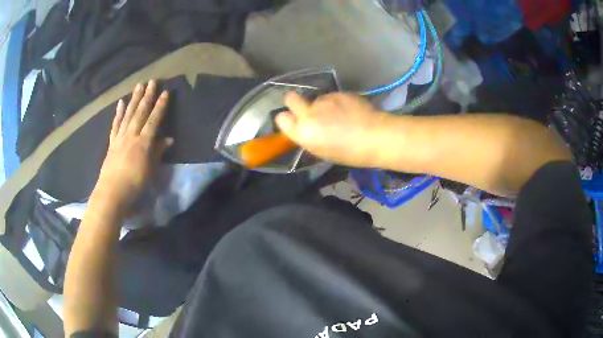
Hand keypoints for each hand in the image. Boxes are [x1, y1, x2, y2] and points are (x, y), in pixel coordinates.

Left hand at [94, 80, 172, 205]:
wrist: (112, 192)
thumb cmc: (134, 184)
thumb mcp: (150, 170)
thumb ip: (158, 152)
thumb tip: (169, 139)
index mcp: (143, 142)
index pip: (153, 120)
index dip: (160, 106)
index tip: (165, 92)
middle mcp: (131, 135)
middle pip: (140, 112)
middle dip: (147, 96)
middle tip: (151, 81)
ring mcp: (120, 138)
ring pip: (128, 114)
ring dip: (134, 99)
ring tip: (138, 86)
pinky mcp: (112, 143)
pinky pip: (115, 125)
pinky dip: (118, 114)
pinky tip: (121, 103)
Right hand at [276, 92, 389, 167]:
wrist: (376, 137)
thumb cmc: (350, 153)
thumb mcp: (322, 151)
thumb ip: (309, 136)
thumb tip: (306, 128)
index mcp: (303, 133)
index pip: (281, 118)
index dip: (287, 119)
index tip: (294, 121)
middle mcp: (309, 113)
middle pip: (291, 98)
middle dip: (294, 101)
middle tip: (308, 109)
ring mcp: (324, 100)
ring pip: (316, 99)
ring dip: (323, 105)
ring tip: (340, 115)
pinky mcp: (339, 92)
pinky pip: (333, 96)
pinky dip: (338, 102)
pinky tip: (350, 111)